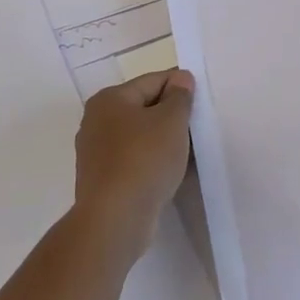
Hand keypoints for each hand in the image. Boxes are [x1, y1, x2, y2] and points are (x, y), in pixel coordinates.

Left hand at [72, 69, 195, 258]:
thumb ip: (180, 96)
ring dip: (164, 141)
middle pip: (144, 108)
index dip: (180, 85)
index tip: (202, 99)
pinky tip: (171, 173)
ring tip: (189, 151)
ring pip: (140, 137)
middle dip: (172, 116)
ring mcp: (96, 153)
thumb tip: (181, 79)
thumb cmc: (144, 160)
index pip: (153, 80)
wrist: (115, 220)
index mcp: (109, 99)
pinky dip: (153, 162)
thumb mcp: (171, 120)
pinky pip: (134, 161)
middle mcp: (96, 121)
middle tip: (198, 127)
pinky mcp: (102, 181)